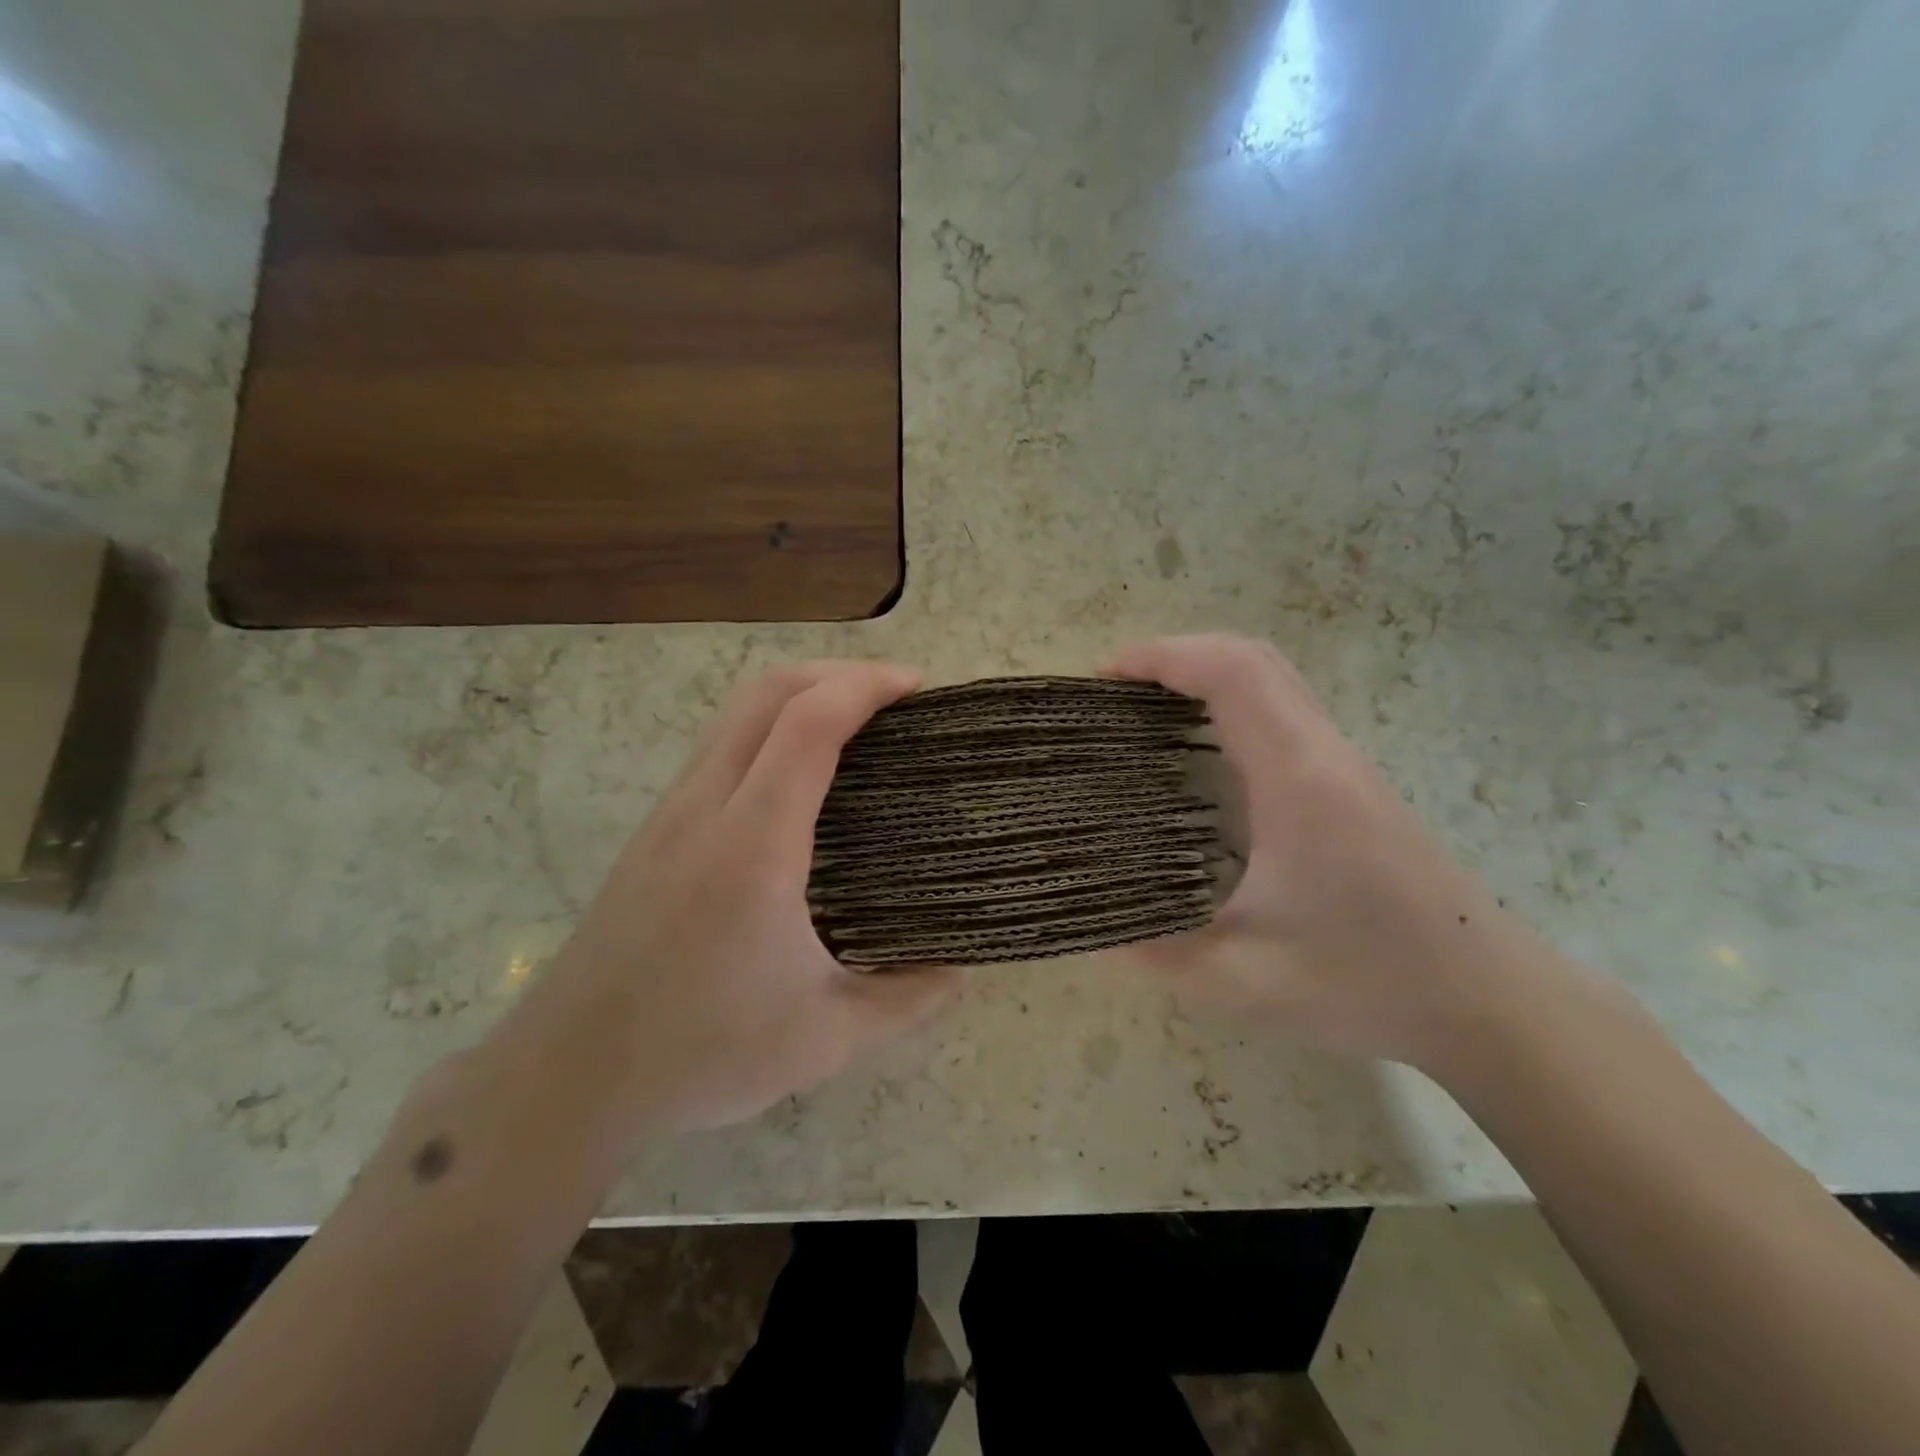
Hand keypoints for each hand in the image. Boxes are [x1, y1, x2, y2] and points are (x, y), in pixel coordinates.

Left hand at [498, 662, 959, 1140]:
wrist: (567, 1074)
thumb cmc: (700, 1052)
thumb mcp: (823, 1038)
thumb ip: (904, 1000)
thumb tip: (961, 969)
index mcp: (754, 845)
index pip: (809, 724)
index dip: (866, 687)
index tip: (916, 688)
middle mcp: (707, 808)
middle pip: (767, 692)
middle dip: (836, 673)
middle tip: (893, 696)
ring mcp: (671, 814)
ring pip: (735, 713)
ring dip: (798, 695)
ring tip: (854, 724)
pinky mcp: (654, 831)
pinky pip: (718, 746)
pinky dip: (767, 728)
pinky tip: (796, 775)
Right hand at [1108, 634, 1537, 1069]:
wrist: (1491, 1003)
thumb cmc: (1370, 981)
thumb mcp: (1246, 980)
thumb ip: (1158, 954)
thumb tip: (1092, 933)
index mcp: (1298, 779)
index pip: (1232, 673)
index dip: (1163, 656)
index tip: (1106, 675)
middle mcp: (1325, 754)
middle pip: (1253, 659)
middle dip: (1179, 655)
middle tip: (1119, 691)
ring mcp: (1345, 767)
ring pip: (1275, 682)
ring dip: (1208, 678)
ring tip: (1149, 714)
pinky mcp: (1353, 788)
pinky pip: (1285, 715)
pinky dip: (1233, 708)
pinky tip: (1204, 758)